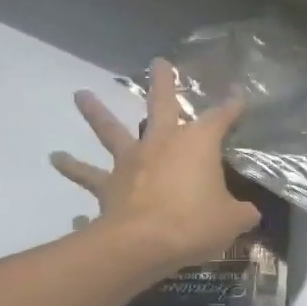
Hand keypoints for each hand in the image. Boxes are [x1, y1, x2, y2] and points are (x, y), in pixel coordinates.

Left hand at [49, 60, 259, 272]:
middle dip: (162, 83)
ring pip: (111, 130)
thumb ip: (242, 213)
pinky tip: (57, 160)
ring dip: (96, 112)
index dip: (232, 109)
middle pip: (161, 105)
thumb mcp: (233, 220)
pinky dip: (73, 168)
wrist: (142, 243)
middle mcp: (162, 143)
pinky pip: (87, 175)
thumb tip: (250, 213)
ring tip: (80, 95)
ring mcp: (130, 162)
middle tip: (158, 62)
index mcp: (197, 144)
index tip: (239, 100)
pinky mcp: (107, 185)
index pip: (220, 119)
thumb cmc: (194, 224)